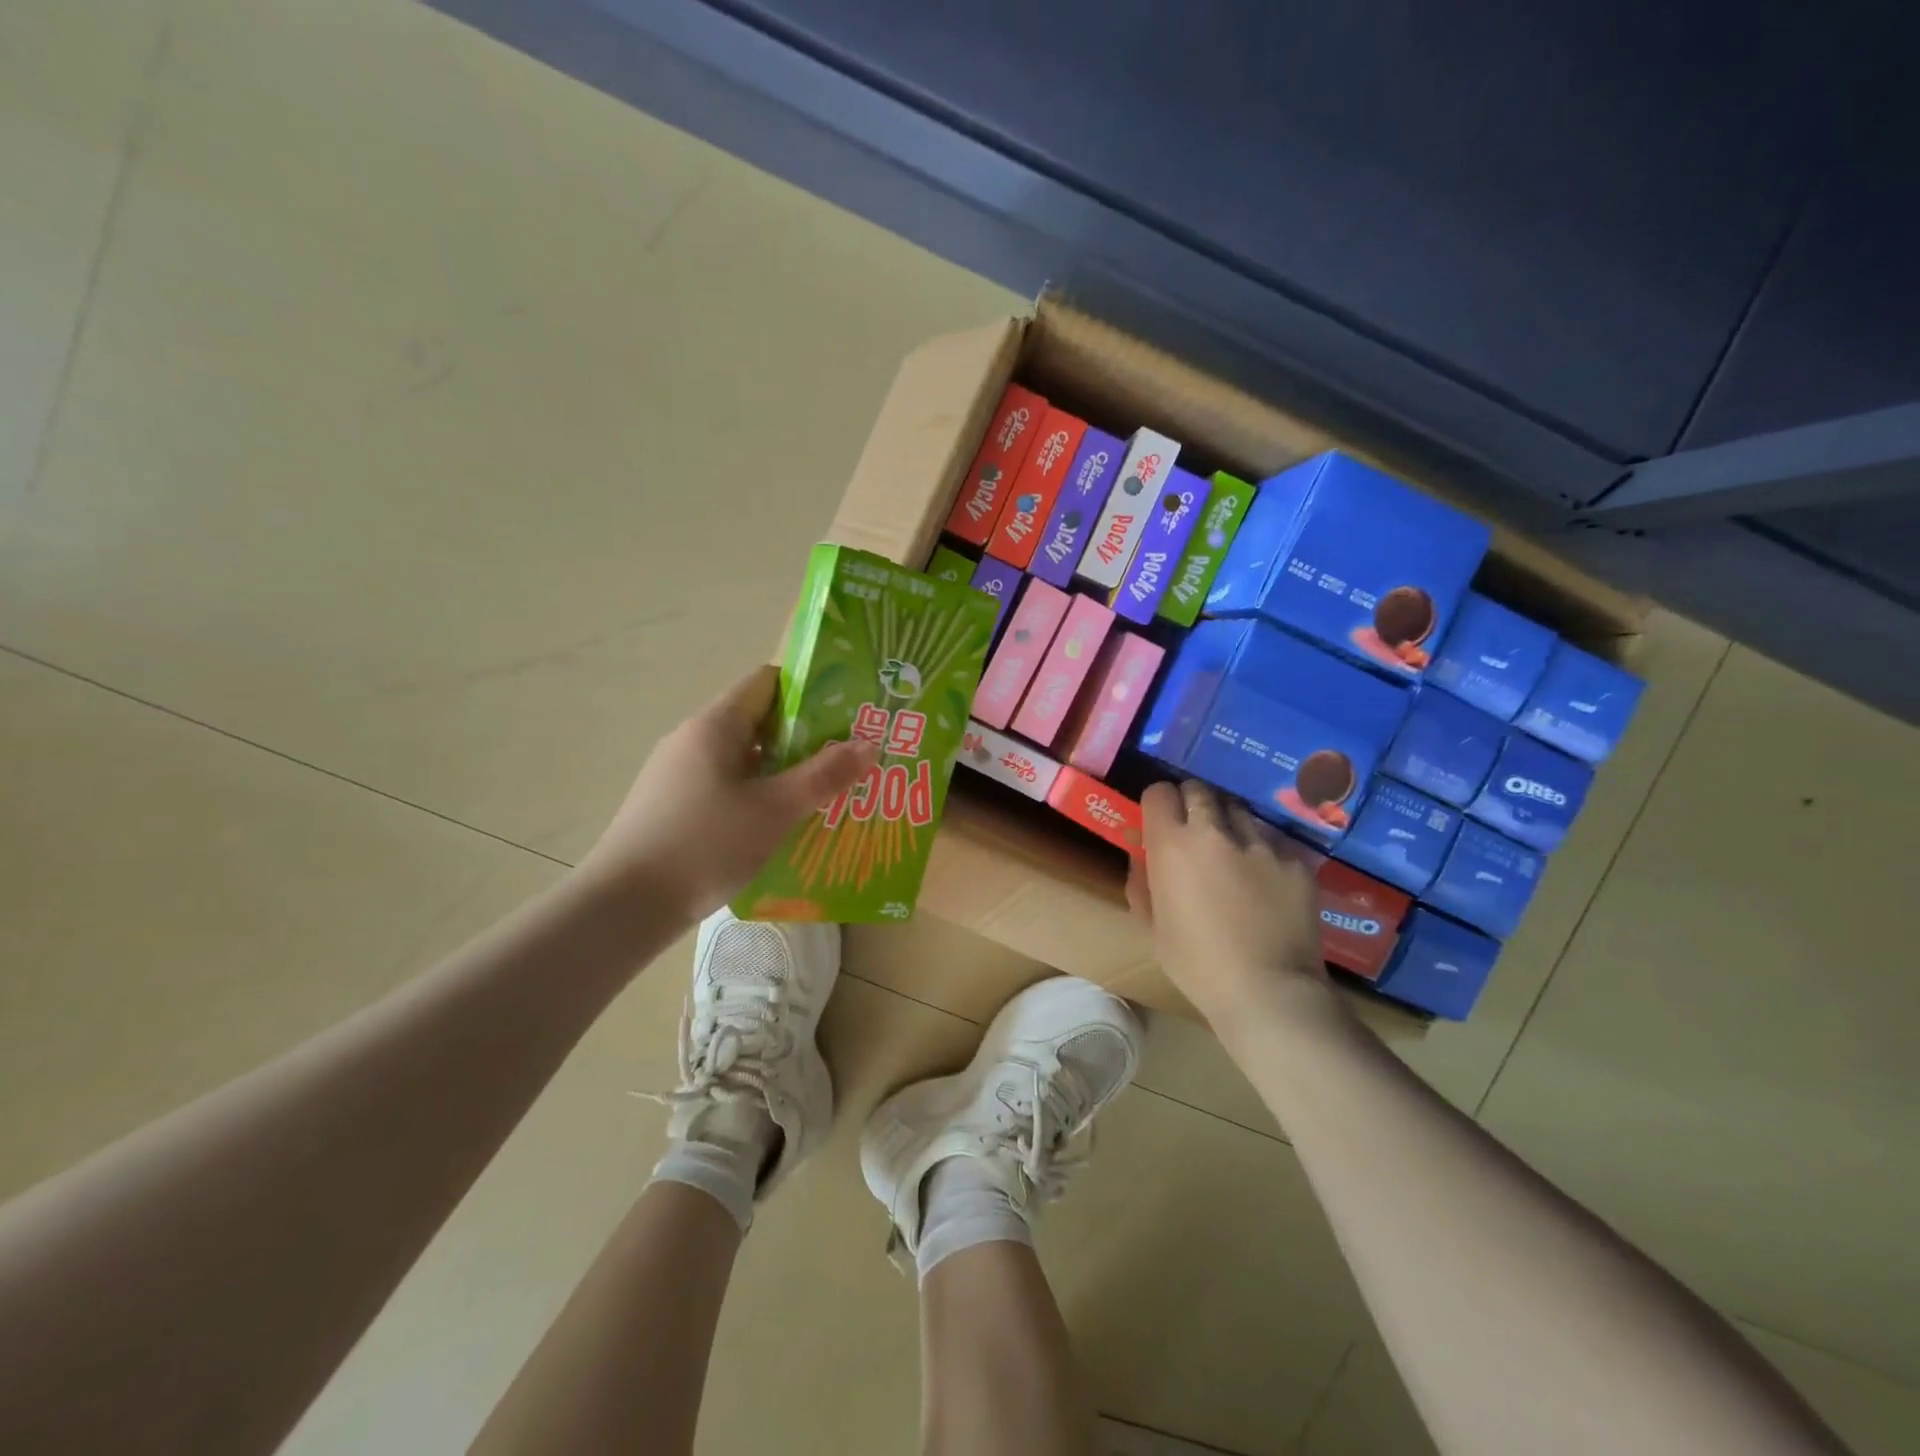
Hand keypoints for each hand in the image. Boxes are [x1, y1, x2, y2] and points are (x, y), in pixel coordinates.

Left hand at [577, 664, 875, 921]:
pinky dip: (758, 793)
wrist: (624, 905)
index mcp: (715, 725)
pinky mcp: (673, 804)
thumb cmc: (704, 845)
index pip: (767, 681)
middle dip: (805, 737)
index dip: (810, 690)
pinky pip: (727, 784)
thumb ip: (824, 776)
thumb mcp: (775, 810)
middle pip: (759, 720)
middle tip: (846, 759)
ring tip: (823, 793)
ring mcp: (679, 773)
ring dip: (783, 770)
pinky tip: (780, 823)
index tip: (847, 714)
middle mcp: (694, 739)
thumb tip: (870, 743)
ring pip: (744, 757)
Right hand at [1128, 779, 1329, 1025]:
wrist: (1269, 991)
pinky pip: (1272, 841)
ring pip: (1238, 811)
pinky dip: (1262, 851)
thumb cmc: (1197, 965)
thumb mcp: (1152, 928)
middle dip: (1192, 803)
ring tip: (1232, 852)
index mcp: (1172, 846)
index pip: (1159, 793)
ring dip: (1228, 824)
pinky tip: (1265, 880)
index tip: (1159, 820)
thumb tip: (1143, 857)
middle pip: (1199, 790)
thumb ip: (1141, 884)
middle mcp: (1215, 832)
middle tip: (1193, 830)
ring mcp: (1260, 843)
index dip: (1158, 804)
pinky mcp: (1295, 860)